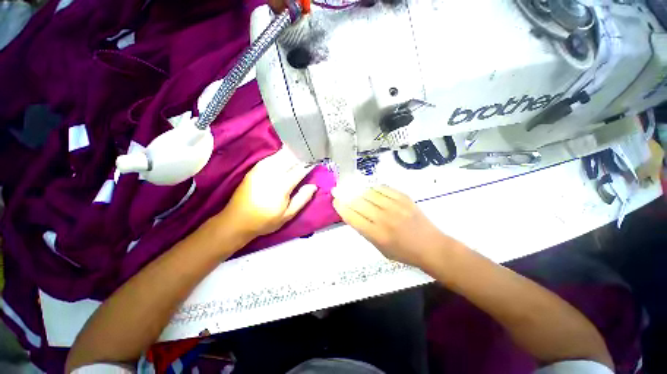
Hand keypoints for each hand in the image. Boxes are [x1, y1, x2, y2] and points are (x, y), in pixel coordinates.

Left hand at [220, 147, 316, 239]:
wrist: (237, 220)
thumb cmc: (265, 220)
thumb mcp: (287, 215)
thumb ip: (302, 199)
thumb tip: (313, 186)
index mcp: (282, 185)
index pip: (300, 169)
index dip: (309, 164)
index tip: (316, 161)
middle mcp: (271, 173)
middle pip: (290, 157)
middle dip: (302, 155)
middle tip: (310, 154)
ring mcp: (261, 169)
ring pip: (281, 154)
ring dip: (292, 152)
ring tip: (301, 153)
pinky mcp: (254, 168)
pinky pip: (271, 157)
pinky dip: (281, 154)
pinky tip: (286, 156)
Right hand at [332, 185, 449, 267]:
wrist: (431, 246)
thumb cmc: (404, 252)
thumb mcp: (380, 248)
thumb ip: (365, 230)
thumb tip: (353, 213)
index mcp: (377, 235)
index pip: (352, 217)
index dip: (341, 207)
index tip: (335, 201)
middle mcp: (385, 219)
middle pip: (359, 202)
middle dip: (345, 195)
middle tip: (339, 190)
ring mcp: (395, 206)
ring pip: (370, 193)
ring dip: (359, 191)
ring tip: (355, 192)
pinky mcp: (404, 198)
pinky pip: (384, 188)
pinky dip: (374, 188)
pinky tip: (372, 190)